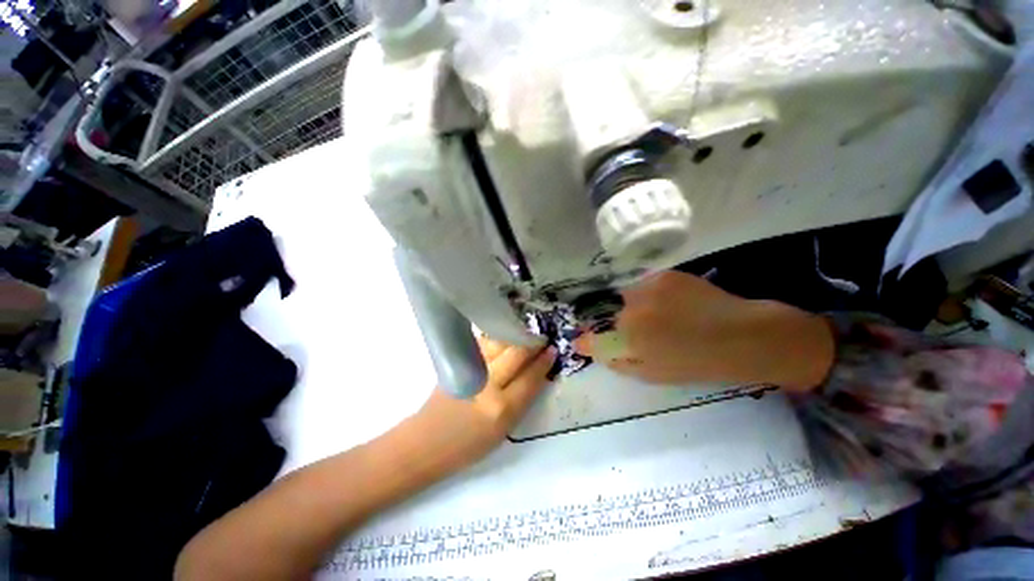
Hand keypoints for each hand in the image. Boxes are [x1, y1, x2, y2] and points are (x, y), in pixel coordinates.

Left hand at [409, 339, 556, 472]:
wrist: (426, 442)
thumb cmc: (467, 445)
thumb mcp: (503, 431)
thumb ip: (521, 400)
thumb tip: (536, 374)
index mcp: (502, 410)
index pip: (530, 378)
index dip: (544, 362)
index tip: (552, 350)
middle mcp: (488, 385)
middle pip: (516, 354)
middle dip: (532, 344)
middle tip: (541, 338)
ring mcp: (471, 370)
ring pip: (499, 343)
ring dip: (515, 336)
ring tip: (524, 334)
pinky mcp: (458, 362)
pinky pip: (483, 344)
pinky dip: (496, 338)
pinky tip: (502, 337)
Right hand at [575, 271, 833, 390]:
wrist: (743, 336)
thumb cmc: (698, 364)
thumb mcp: (652, 374)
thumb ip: (617, 361)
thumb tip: (589, 349)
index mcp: (628, 336)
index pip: (594, 336)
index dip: (590, 339)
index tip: (590, 341)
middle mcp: (632, 307)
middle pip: (614, 314)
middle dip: (625, 323)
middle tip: (650, 331)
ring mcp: (648, 287)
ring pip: (629, 297)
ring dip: (638, 306)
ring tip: (666, 316)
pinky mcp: (665, 274)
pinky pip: (646, 285)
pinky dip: (654, 294)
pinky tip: (676, 303)